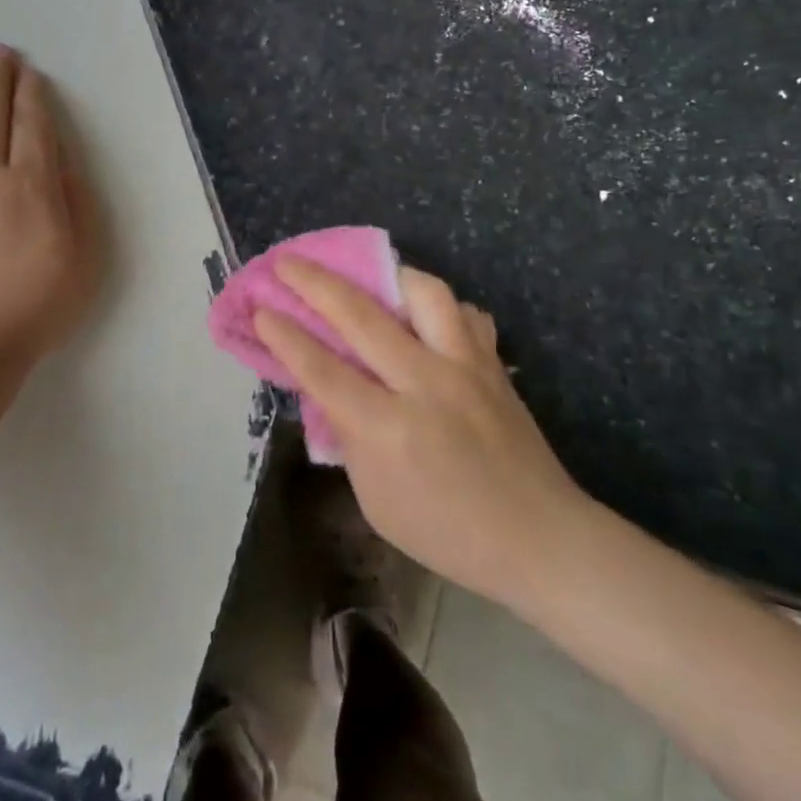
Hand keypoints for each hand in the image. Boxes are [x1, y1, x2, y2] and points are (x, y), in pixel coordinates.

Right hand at [255, 259, 588, 608]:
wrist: (538, 538)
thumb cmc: (448, 532)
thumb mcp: (376, 501)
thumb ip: (350, 438)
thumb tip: (329, 389)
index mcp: (389, 429)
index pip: (323, 369)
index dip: (286, 336)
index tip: (262, 309)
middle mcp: (425, 383)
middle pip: (360, 316)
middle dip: (315, 283)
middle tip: (286, 263)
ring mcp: (465, 365)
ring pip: (423, 293)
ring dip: (387, 276)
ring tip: (367, 276)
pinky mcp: (492, 361)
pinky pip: (463, 313)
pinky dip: (439, 306)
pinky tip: (424, 316)